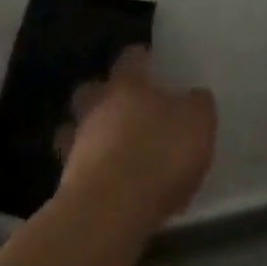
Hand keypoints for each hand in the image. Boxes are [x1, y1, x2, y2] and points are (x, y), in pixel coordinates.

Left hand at [55, 47, 216, 237]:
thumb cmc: (159, 154)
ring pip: (79, 126)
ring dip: (94, 133)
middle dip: (106, 94)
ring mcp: (77, 142)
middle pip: (93, 89)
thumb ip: (198, 105)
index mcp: (128, 85)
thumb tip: (194, 95)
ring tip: (117, 148)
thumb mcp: (198, 124)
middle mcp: (96, 106)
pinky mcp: (68, 178)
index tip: (152, 62)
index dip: (142, 58)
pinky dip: (92, 168)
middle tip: (128, 107)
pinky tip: (111, 182)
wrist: (112, 207)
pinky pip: (79, 165)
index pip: (131, 58)